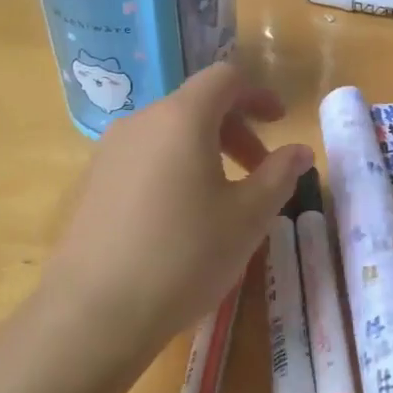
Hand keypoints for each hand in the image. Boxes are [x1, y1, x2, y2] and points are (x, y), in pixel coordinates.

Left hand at [29, 64, 313, 376]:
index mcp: (182, 118)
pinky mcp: (92, 184)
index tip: (279, 124)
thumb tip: (300, 151)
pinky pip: (145, 159)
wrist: (93, 314)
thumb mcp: (249, 216)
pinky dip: (175, 169)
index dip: (258, 94)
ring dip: (206, 152)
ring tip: (224, 199)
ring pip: (169, 134)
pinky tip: (181, 219)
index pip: (224, 79)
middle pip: (196, 105)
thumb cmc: (185, 255)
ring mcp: (109, 153)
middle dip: (236, 130)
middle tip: (260, 172)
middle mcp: (141, 122)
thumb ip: (280, 174)